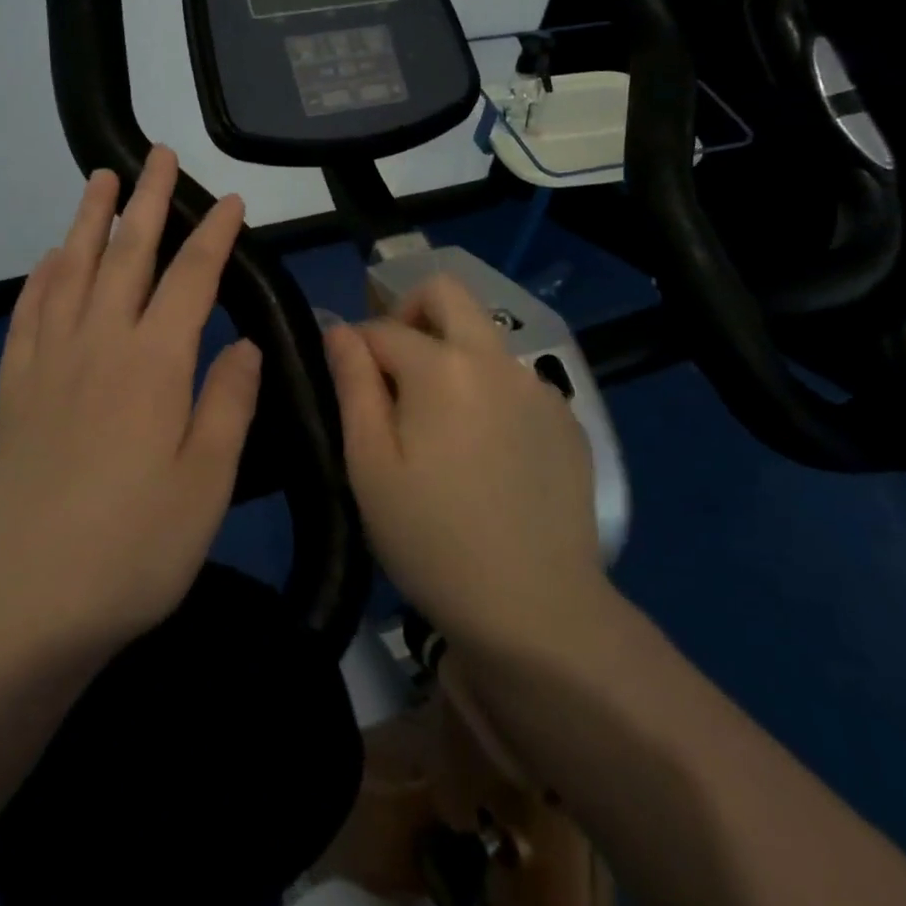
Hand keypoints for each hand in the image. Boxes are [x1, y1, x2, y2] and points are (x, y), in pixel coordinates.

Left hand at [0, 146, 260, 665]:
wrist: (16, 608)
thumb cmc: (130, 552)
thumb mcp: (204, 485)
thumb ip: (227, 404)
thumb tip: (242, 344)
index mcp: (153, 365)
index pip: (191, 278)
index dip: (214, 235)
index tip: (231, 203)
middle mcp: (98, 346)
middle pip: (126, 255)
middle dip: (147, 201)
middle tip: (157, 155)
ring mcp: (47, 364)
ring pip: (70, 270)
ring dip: (88, 220)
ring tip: (101, 180)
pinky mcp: (13, 391)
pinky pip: (28, 313)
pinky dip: (41, 277)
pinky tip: (47, 261)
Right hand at [325, 275, 609, 652]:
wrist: (536, 611)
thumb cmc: (432, 540)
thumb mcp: (370, 465)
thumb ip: (353, 385)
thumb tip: (339, 329)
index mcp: (443, 367)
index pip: (383, 328)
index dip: (355, 348)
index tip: (347, 385)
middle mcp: (496, 359)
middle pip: (447, 294)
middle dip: (409, 313)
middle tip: (393, 371)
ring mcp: (539, 387)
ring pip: (482, 339)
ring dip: (451, 357)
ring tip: (438, 428)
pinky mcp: (566, 419)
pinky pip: (514, 381)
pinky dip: (487, 392)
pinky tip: (484, 454)